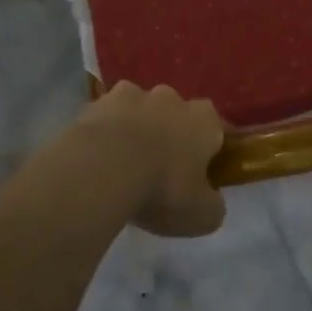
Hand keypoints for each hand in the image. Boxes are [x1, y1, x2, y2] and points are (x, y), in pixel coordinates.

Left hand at [73, 82, 227, 236]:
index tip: (202, 170)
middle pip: (175, 113)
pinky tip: (96, 157)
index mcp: (204, 120)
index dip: (210, 148)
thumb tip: (210, 200)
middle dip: (170, 133)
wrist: (102, 170)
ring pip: (138, 109)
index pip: (216, 128)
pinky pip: (105, 118)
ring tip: (123, 161)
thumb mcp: (202, 215)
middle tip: (160, 166)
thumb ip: (212, 205)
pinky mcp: (94, 103)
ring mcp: (130, 95)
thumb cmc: (162, 189)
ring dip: (135, 128)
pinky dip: (103, 132)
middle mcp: (171, 98)